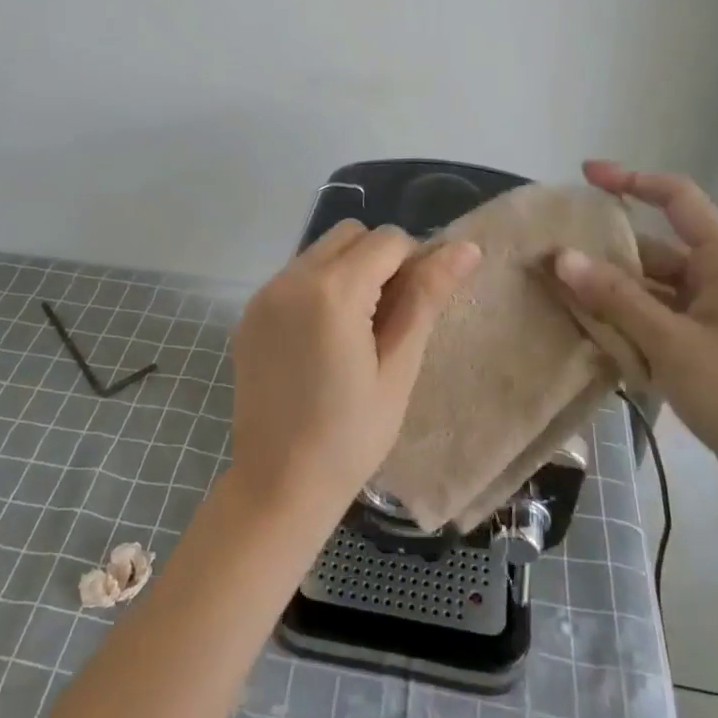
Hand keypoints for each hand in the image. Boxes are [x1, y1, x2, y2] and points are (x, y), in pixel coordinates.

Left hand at [229, 221, 480, 521]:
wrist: (278, 483)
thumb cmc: (352, 435)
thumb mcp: (399, 367)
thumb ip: (426, 298)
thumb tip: (466, 247)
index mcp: (333, 290)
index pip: (388, 240)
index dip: (414, 264)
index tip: (414, 310)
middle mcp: (292, 278)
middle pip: (351, 234)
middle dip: (379, 259)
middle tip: (389, 318)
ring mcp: (265, 294)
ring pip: (321, 250)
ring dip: (348, 270)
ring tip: (357, 329)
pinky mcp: (251, 313)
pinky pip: (295, 276)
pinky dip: (318, 288)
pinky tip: (323, 339)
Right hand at [552, 160, 717, 506]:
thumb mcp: (671, 342)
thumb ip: (614, 297)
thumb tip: (560, 256)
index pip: (676, 197)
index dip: (631, 179)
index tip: (585, 174)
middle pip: (654, 248)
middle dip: (604, 254)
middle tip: (551, 259)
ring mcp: (715, 311)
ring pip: (651, 287)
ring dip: (611, 294)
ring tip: (558, 297)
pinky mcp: (707, 343)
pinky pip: (657, 317)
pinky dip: (627, 321)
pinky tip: (591, 333)